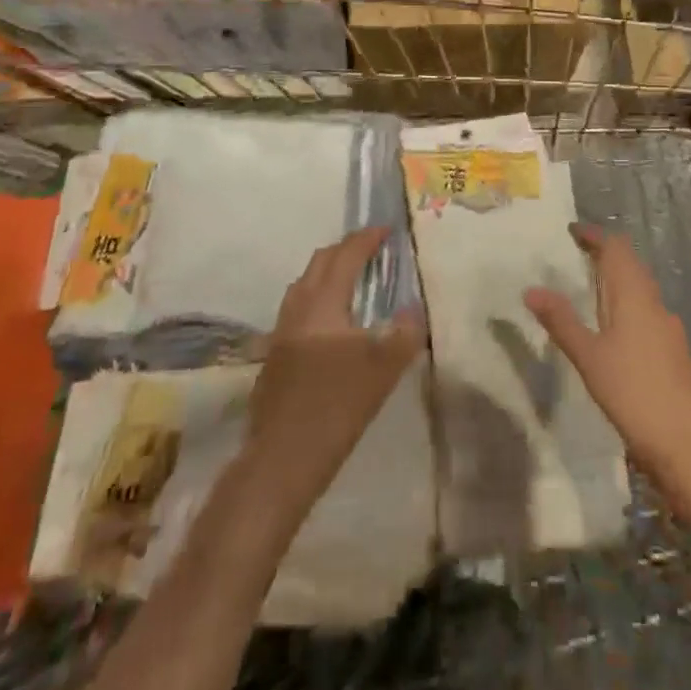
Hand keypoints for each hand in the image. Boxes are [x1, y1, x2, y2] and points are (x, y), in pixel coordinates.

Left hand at [244, 226, 424, 511]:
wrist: (280, 460)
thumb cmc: (336, 408)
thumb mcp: (383, 371)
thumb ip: (405, 334)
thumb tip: (416, 308)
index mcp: (323, 304)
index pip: (346, 257)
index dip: (366, 239)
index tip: (386, 229)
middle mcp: (298, 308)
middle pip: (320, 263)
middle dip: (345, 249)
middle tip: (371, 249)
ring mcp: (281, 331)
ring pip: (304, 284)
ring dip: (328, 272)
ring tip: (353, 279)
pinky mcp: (274, 354)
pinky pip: (298, 307)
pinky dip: (317, 297)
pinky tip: (332, 322)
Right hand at [524, 225, 690, 498]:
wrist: (686, 445)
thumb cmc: (633, 393)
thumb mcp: (588, 357)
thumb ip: (561, 321)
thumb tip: (531, 289)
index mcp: (634, 296)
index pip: (616, 249)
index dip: (595, 236)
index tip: (572, 231)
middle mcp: (654, 304)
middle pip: (631, 265)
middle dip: (606, 254)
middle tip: (577, 254)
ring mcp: (668, 328)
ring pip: (641, 289)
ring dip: (618, 280)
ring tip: (591, 288)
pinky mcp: (673, 352)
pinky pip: (647, 312)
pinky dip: (628, 305)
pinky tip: (615, 329)